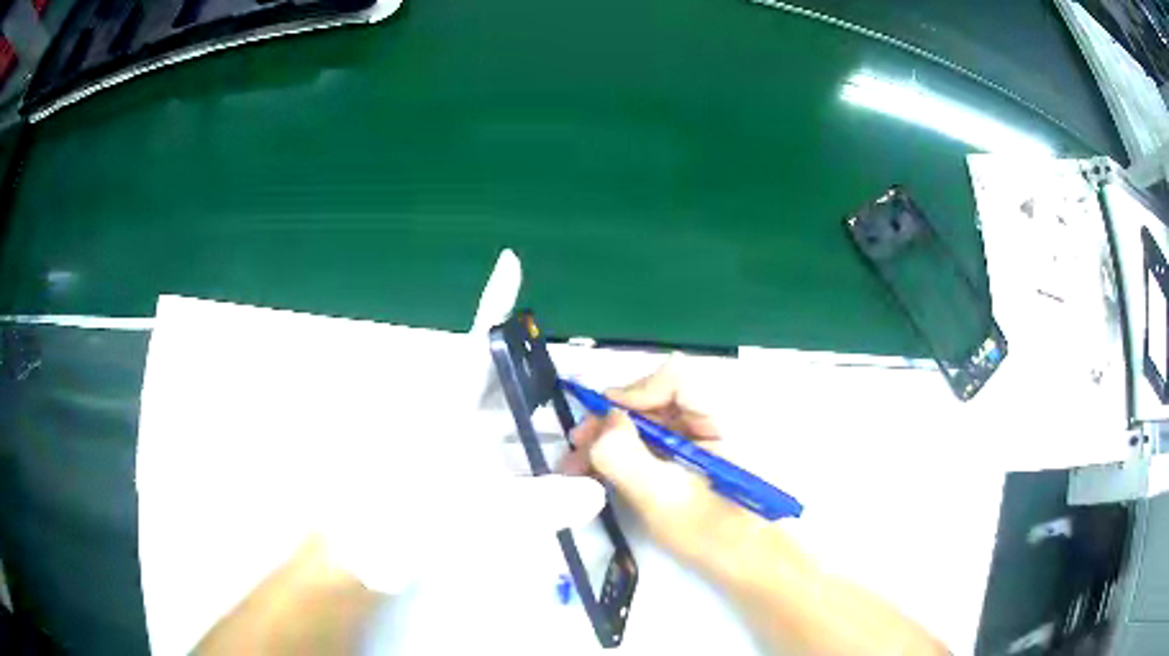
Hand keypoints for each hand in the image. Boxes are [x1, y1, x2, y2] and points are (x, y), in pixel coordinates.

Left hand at [320, 249, 606, 592]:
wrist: (360, 555)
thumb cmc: (401, 520)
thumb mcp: (468, 513)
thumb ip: (535, 507)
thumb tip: (595, 495)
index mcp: (442, 408)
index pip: (477, 346)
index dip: (494, 304)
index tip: (510, 263)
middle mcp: (445, 419)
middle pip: (499, 386)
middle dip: (540, 383)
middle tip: (586, 386)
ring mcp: (447, 448)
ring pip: (500, 425)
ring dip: (539, 429)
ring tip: (584, 434)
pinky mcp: (450, 476)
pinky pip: (496, 456)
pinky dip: (525, 461)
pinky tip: (553, 473)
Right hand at [559, 361, 752, 570]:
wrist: (748, 565)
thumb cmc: (714, 536)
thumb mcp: (664, 499)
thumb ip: (627, 457)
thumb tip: (603, 420)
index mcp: (728, 418)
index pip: (678, 379)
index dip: (635, 391)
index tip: (601, 421)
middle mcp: (721, 415)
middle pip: (659, 398)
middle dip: (614, 420)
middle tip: (578, 447)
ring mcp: (710, 435)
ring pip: (653, 420)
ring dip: (614, 439)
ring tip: (577, 466)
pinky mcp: (699, 453)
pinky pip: (657, 441)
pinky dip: (628, 453)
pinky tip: (599, 473)